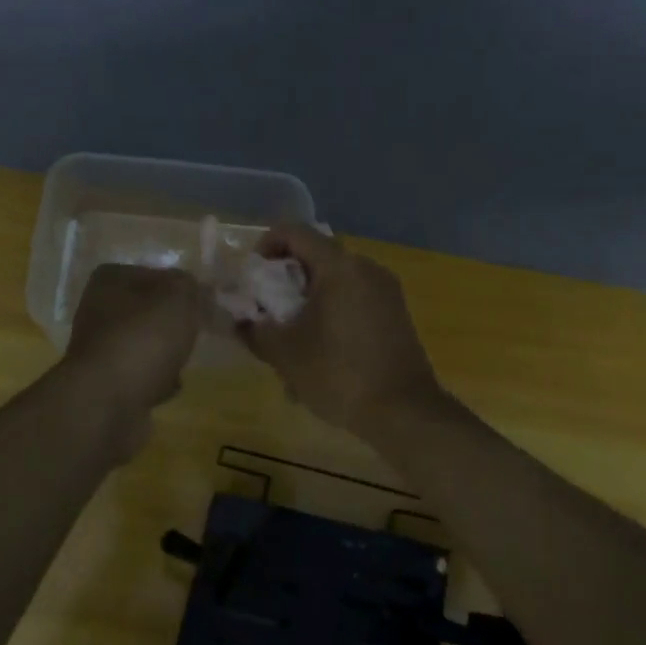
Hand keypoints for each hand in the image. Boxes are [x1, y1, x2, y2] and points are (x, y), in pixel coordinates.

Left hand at [64, 265, 202, 421]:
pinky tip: (171, 386)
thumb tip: (195, 290)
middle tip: (201, 331)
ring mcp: (100, 349)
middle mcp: (98, 310)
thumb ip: (191, 286)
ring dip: (167, 354)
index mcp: (110, 280)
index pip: (156, 274)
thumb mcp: (179, 297)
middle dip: (175, 323)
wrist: (108, 403)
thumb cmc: (143, 338)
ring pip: (146, 344)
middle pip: (150, 311)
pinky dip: (157, 381)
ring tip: (185, 360)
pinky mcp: (106, 384)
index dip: (185, 288)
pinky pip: (141, 376)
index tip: (208, 303)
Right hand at [240, 226, 442, 438]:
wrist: (404, 412)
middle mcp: (366, 268)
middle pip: (316, 257)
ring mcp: (386, 291)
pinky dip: (331, 314)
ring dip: (307, 302)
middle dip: (285, 281)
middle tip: (266, 311)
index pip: (295, 232)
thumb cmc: (339, 374)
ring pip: (335, 282)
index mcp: (339, 267)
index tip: (251, 275)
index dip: (266, 245)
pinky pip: (354, 300)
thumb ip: (255, 330)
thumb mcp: (285, 354)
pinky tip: (320, 353)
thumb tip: (241, 321)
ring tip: (290, 340)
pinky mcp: (395, 313)